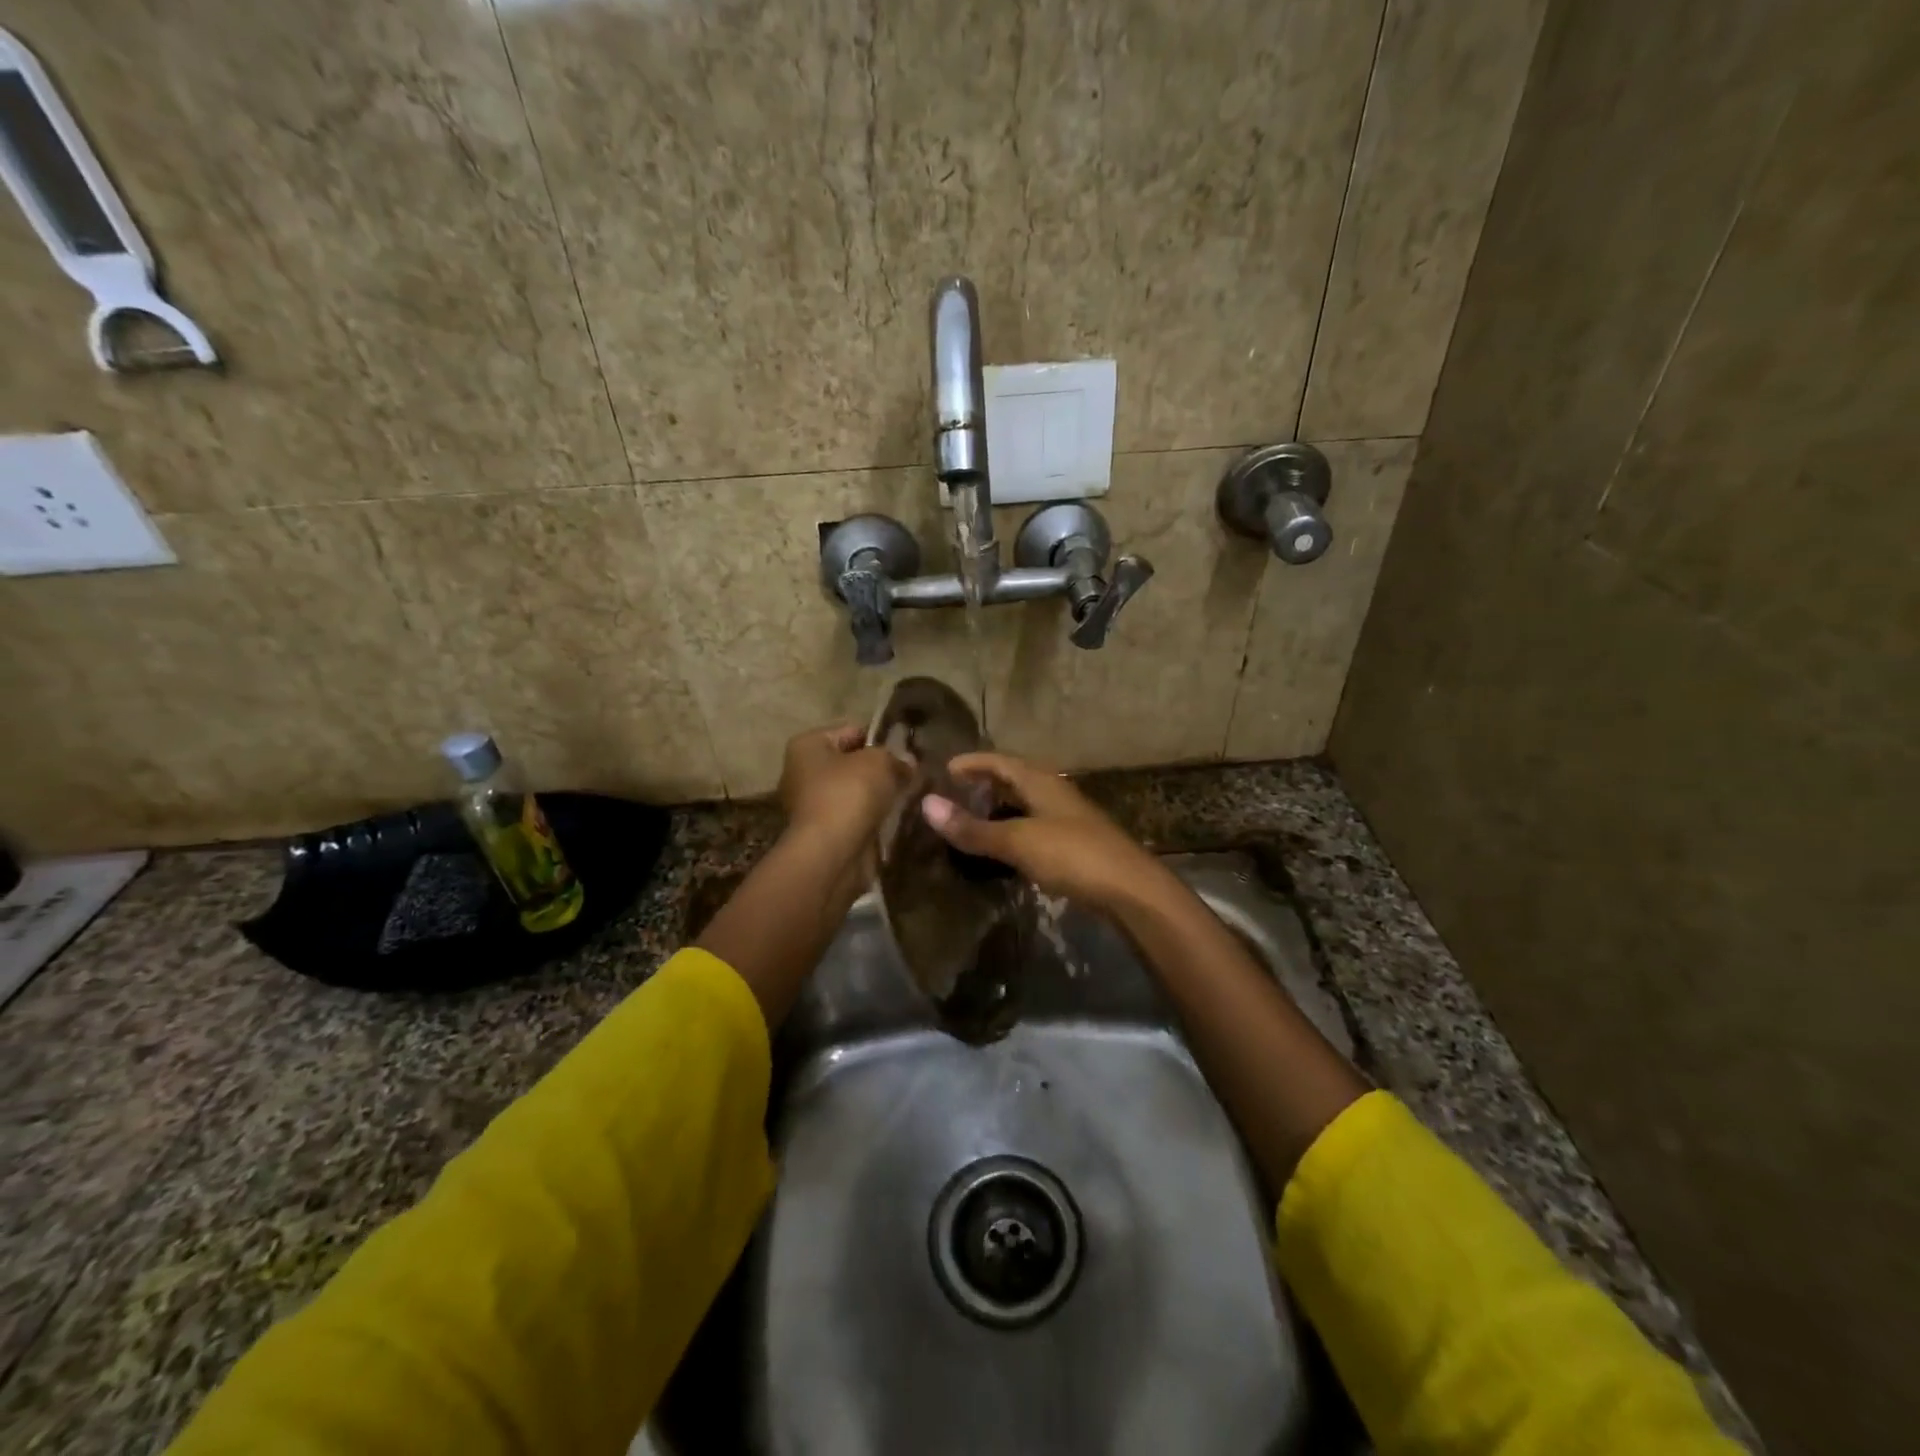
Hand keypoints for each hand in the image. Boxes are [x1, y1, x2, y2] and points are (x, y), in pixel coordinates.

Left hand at [777, 723, 907, 863]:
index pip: (851, 731)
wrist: (833, 853)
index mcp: (807, 746)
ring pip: (856, 792)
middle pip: (852, 763)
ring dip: (879, 795)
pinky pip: (856, 816)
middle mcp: (802, 773)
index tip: (907, 751)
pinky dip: (874, 817)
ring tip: (909, 796)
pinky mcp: (825, 833)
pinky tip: (897, 818)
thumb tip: (906, 763)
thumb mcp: (880, 761)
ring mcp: (812, 806)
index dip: (881, 738)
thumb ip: (895, 756)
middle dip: (881, 769)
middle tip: (911, 774)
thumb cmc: (849, 793)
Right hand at [920, 752, 1166, 911]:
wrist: (1130, 890)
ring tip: (969, 821)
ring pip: (1024, 805)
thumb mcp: (1017, 840)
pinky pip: (1033, 828)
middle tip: (952, 795)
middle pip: (1013, 780)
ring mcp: (1066, 819)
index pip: (999, 761)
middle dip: (983, 784)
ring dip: (998, 809)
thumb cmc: (1072, 854)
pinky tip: (1001, 850)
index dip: (971, 762)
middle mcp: (1054, 792)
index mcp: (1041, 782)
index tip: (943, 769)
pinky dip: (1012, 832)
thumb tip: (926, 805)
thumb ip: (973, 828)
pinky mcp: (1073, 845)